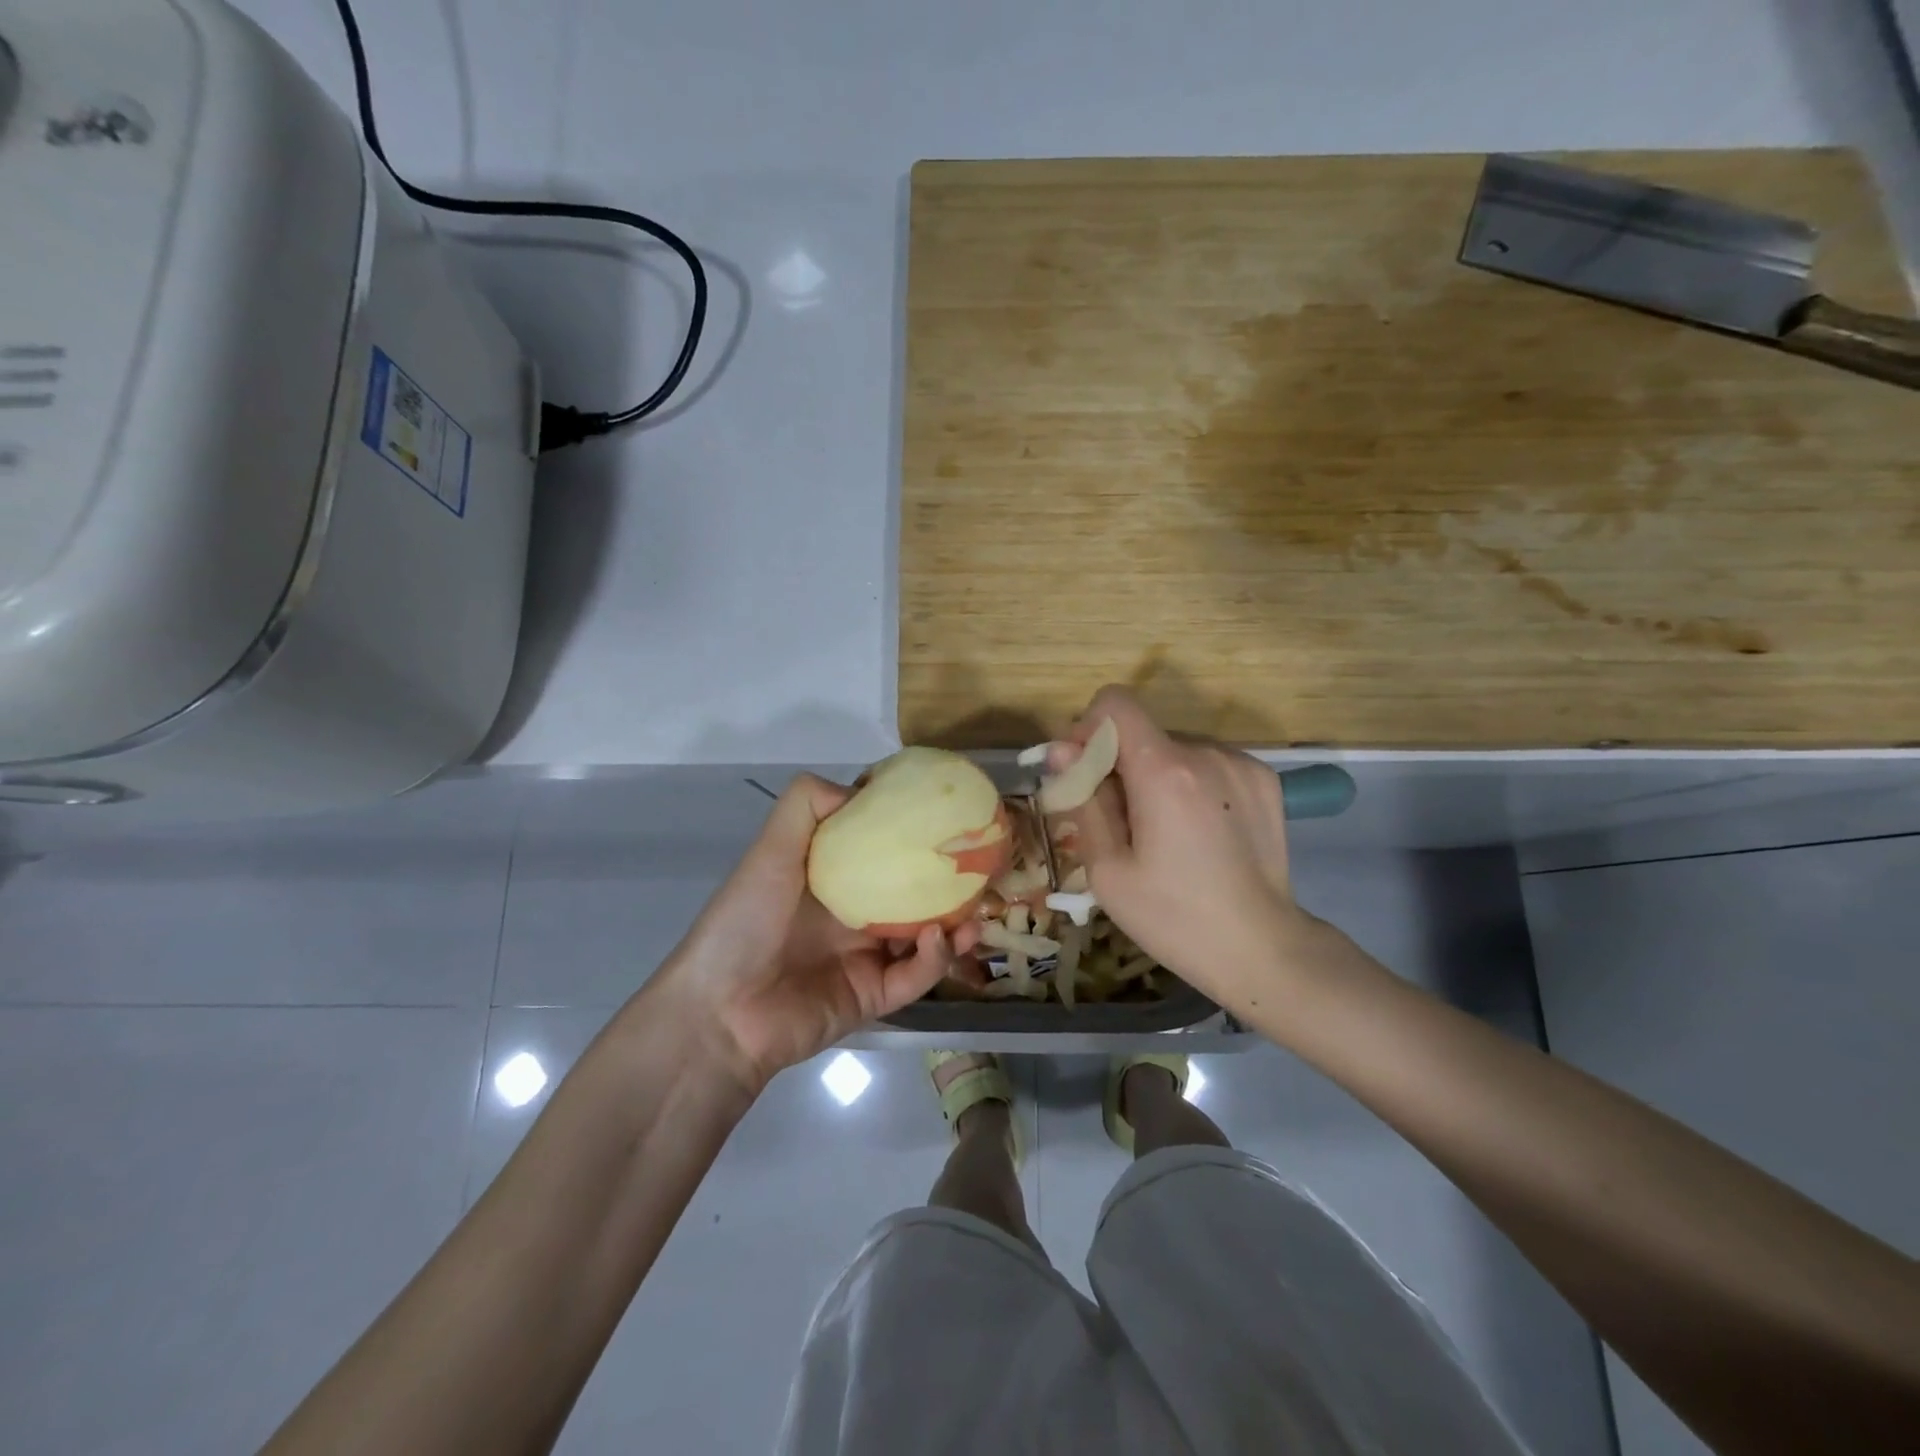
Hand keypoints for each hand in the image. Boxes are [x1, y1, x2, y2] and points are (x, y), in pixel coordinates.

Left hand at [657, 775, 972, 1088]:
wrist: (720, 1011)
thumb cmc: (745, 921)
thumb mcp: (771, 851)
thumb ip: (806, 807)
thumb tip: (862, 788)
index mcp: (832, 879)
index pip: (881, 848)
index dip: (911, 832)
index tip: (946, 814)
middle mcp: (854, 914)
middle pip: (913, 893)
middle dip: (947, 882)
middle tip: (981, 868)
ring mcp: (867, 956)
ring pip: (925, 937)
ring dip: (954, 924)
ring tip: (978, 911)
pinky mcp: (875, 997)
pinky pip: (915, 977)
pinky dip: (934, 959)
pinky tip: (939, 940)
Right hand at [1057, 687, 1308, 1016]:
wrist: (1261, 949)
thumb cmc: (1172, 917)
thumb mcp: (1107, 869)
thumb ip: (1083, 799)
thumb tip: (1062, 751)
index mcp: (1164, 770)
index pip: (1114, 704)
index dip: (1089, 730)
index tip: (1087, 773)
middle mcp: (1206, 752)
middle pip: (1143, 732)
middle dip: (1121, 763)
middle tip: (1121, 821)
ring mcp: (1241, 762)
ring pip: (1174, 748)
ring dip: (1156, 774)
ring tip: (1165, 832)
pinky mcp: (1264, 778)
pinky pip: (1208, 762)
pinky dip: (1191, 783)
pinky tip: (1199, 830)